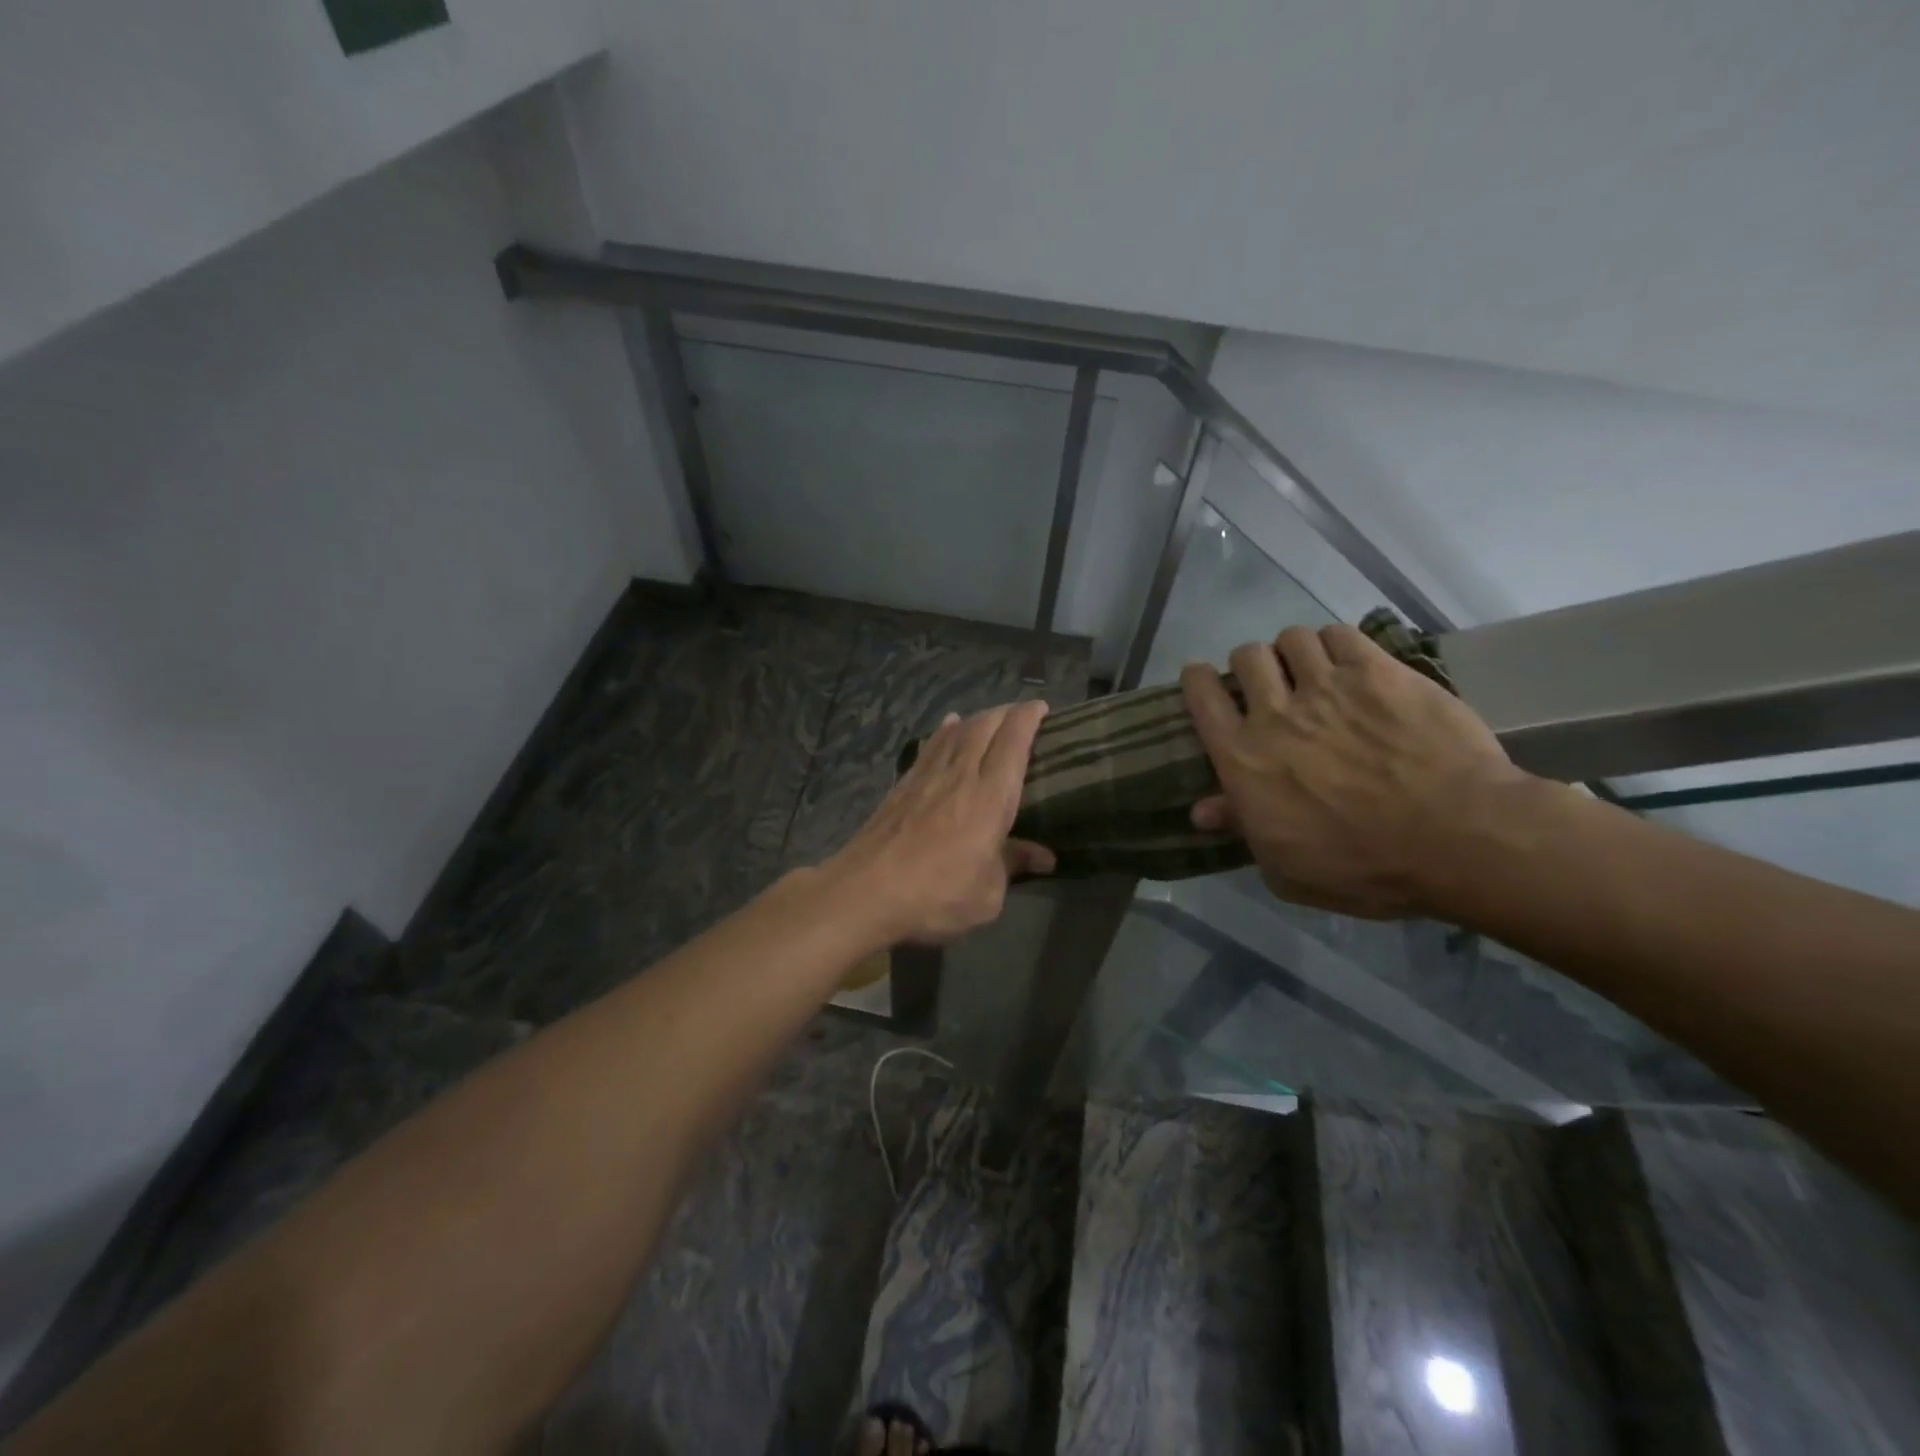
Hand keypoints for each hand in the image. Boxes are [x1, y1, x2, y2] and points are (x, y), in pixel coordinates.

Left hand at [824, 701, 1056, 943]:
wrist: (866, 892)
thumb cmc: (936, 895)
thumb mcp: (987, 894)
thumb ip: (1013, 865)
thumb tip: (1044, 857)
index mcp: (990, 798)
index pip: (1013, 743)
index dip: (1028, 719)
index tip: (1041, 708)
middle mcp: (960, 776)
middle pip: (984, 728)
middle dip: (1005, 713)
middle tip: (1020, 714)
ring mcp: (927, 777)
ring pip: (956, 733)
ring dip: (976, 719)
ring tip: (988, 717)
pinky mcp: (901, 786)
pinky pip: (931, 746)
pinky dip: (944, 732)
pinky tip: (947, 727)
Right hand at [1181, 624, 1529, 918]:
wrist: (1455, 837)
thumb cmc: (1362, 865)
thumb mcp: (1286, 868)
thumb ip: (1241, 828)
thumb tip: (1202, 810)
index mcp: (1243, 758)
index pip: (1202, 697)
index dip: (1197, 681)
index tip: (1203, 682)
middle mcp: (1275, 712)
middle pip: (1246, 658)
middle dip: (1250, 666)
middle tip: (1268, 683)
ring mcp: (1328, 686)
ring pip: (1291, 638)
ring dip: (1294, 652)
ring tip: (1311, 669)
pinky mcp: (1378, 672)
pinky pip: (1340, 634)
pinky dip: (1335, 643)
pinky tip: (1348, 661)